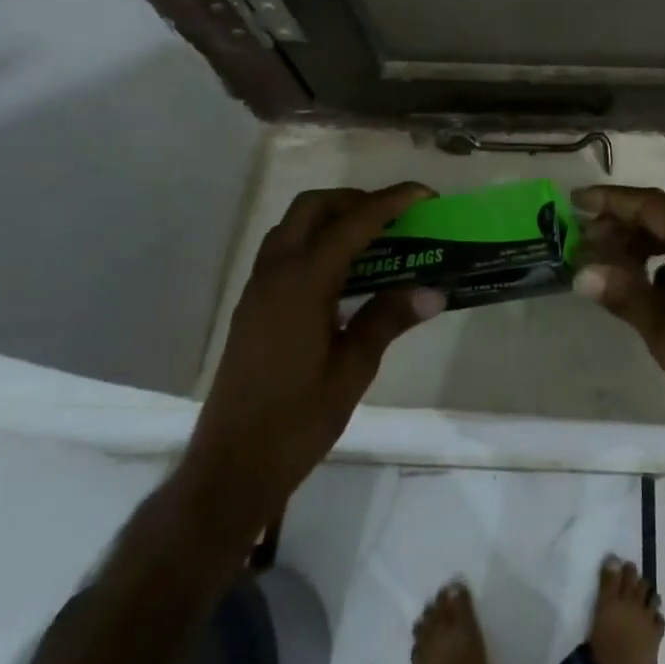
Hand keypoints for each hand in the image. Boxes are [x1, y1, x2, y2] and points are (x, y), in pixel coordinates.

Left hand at [177, 184, 444, 544]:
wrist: (230, 469)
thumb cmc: (296, 420)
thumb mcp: (353, 370)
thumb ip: (389, 319)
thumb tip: (434, 290)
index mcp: (302, 282)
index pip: (353, 223)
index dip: (391, 202)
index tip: (425, 194)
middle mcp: (275, 273)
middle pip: (313, 208)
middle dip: (355, 201)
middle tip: (394, 218)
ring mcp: (258, 289)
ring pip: (293, 226)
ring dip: (331, 218)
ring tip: (372, 241)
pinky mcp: (252, 307)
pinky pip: (284, 251)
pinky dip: (315, 241)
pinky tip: (341, 275)